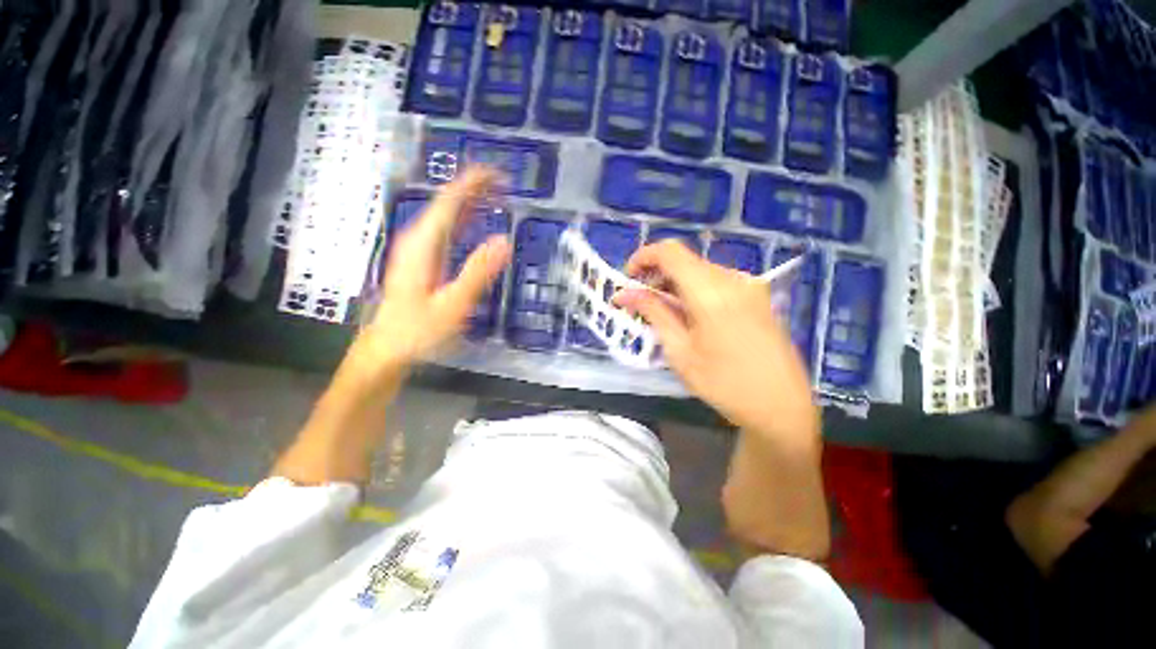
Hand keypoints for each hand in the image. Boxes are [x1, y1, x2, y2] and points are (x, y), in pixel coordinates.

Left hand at [350, 168, 511, 379]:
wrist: (387, 349)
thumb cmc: (418, 331)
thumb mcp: (453, 305)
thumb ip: (477, 272)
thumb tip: (504, 241)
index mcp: (423, 244)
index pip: (449, 201)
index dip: (473, 183)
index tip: (500, 174)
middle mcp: (418, 239)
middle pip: (447, 202)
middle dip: (475, 188)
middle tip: (506, 183)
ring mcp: (418, 248)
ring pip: (445, 214)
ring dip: (471, 201)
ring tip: (497, 196)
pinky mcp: (421, 259)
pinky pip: (445, 230)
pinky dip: (464, 220)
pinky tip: (476, 222)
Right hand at [616, 241, 817, 441]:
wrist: (781, 406)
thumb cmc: (724, 384)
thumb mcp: (680, 351)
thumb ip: (654, 313)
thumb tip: (624, 293)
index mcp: (711, 291)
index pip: (669, 251)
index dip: (643, 257)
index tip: (629, 279)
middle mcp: (732, 279)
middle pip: (684, 260)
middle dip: (656, 275)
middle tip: (641, 302)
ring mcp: (748, 285)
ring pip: (699, 270)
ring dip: (674, 284)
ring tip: (663, 313)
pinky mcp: (756, 295)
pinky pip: (716, 281)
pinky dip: (694, 290)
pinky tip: (689, 316)